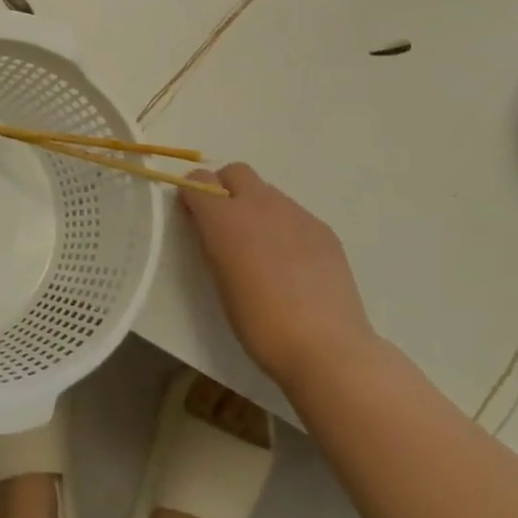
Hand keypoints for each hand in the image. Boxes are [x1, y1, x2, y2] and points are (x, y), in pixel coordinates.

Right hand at [179, 163, 377, 392]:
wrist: (324, 345)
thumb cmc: (259, 323)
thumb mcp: (220, 281)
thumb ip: (213, 244)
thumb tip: (213, 228)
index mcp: (224, 218)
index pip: (198, 181)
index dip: (193, 194)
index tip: (193, 215)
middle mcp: (259, 204)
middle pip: (236, 172)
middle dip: (225, 188)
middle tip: (226, 223)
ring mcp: (295, 213)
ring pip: (267, 192)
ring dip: (257, 207)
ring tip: (263, 249)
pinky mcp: (322, 228)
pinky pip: (295, 214)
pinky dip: (285, 227)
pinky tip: (293, 263)